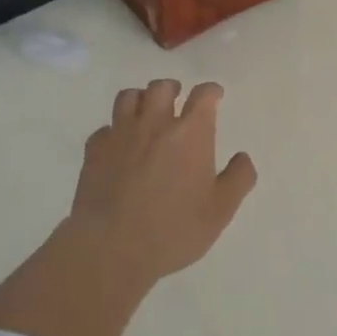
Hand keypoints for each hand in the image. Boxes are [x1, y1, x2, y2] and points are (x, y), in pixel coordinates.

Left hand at [67, 78, 257, 283]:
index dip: (211, 91)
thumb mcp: (220, 211)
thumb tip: (242, 157)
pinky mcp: (93, 152)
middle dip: (173, 89)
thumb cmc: (174, 229)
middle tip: (178, 99)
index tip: (215, 96)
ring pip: (129, 97)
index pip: (203, 95)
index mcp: (191, 133)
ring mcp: (120, 135)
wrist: (111, 248)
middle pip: (162, 87)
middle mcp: (155, 124)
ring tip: (147, 113)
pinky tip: (119, 145)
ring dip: (141, 99)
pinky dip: (114, 130)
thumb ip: (238, 179)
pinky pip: (104, 128)